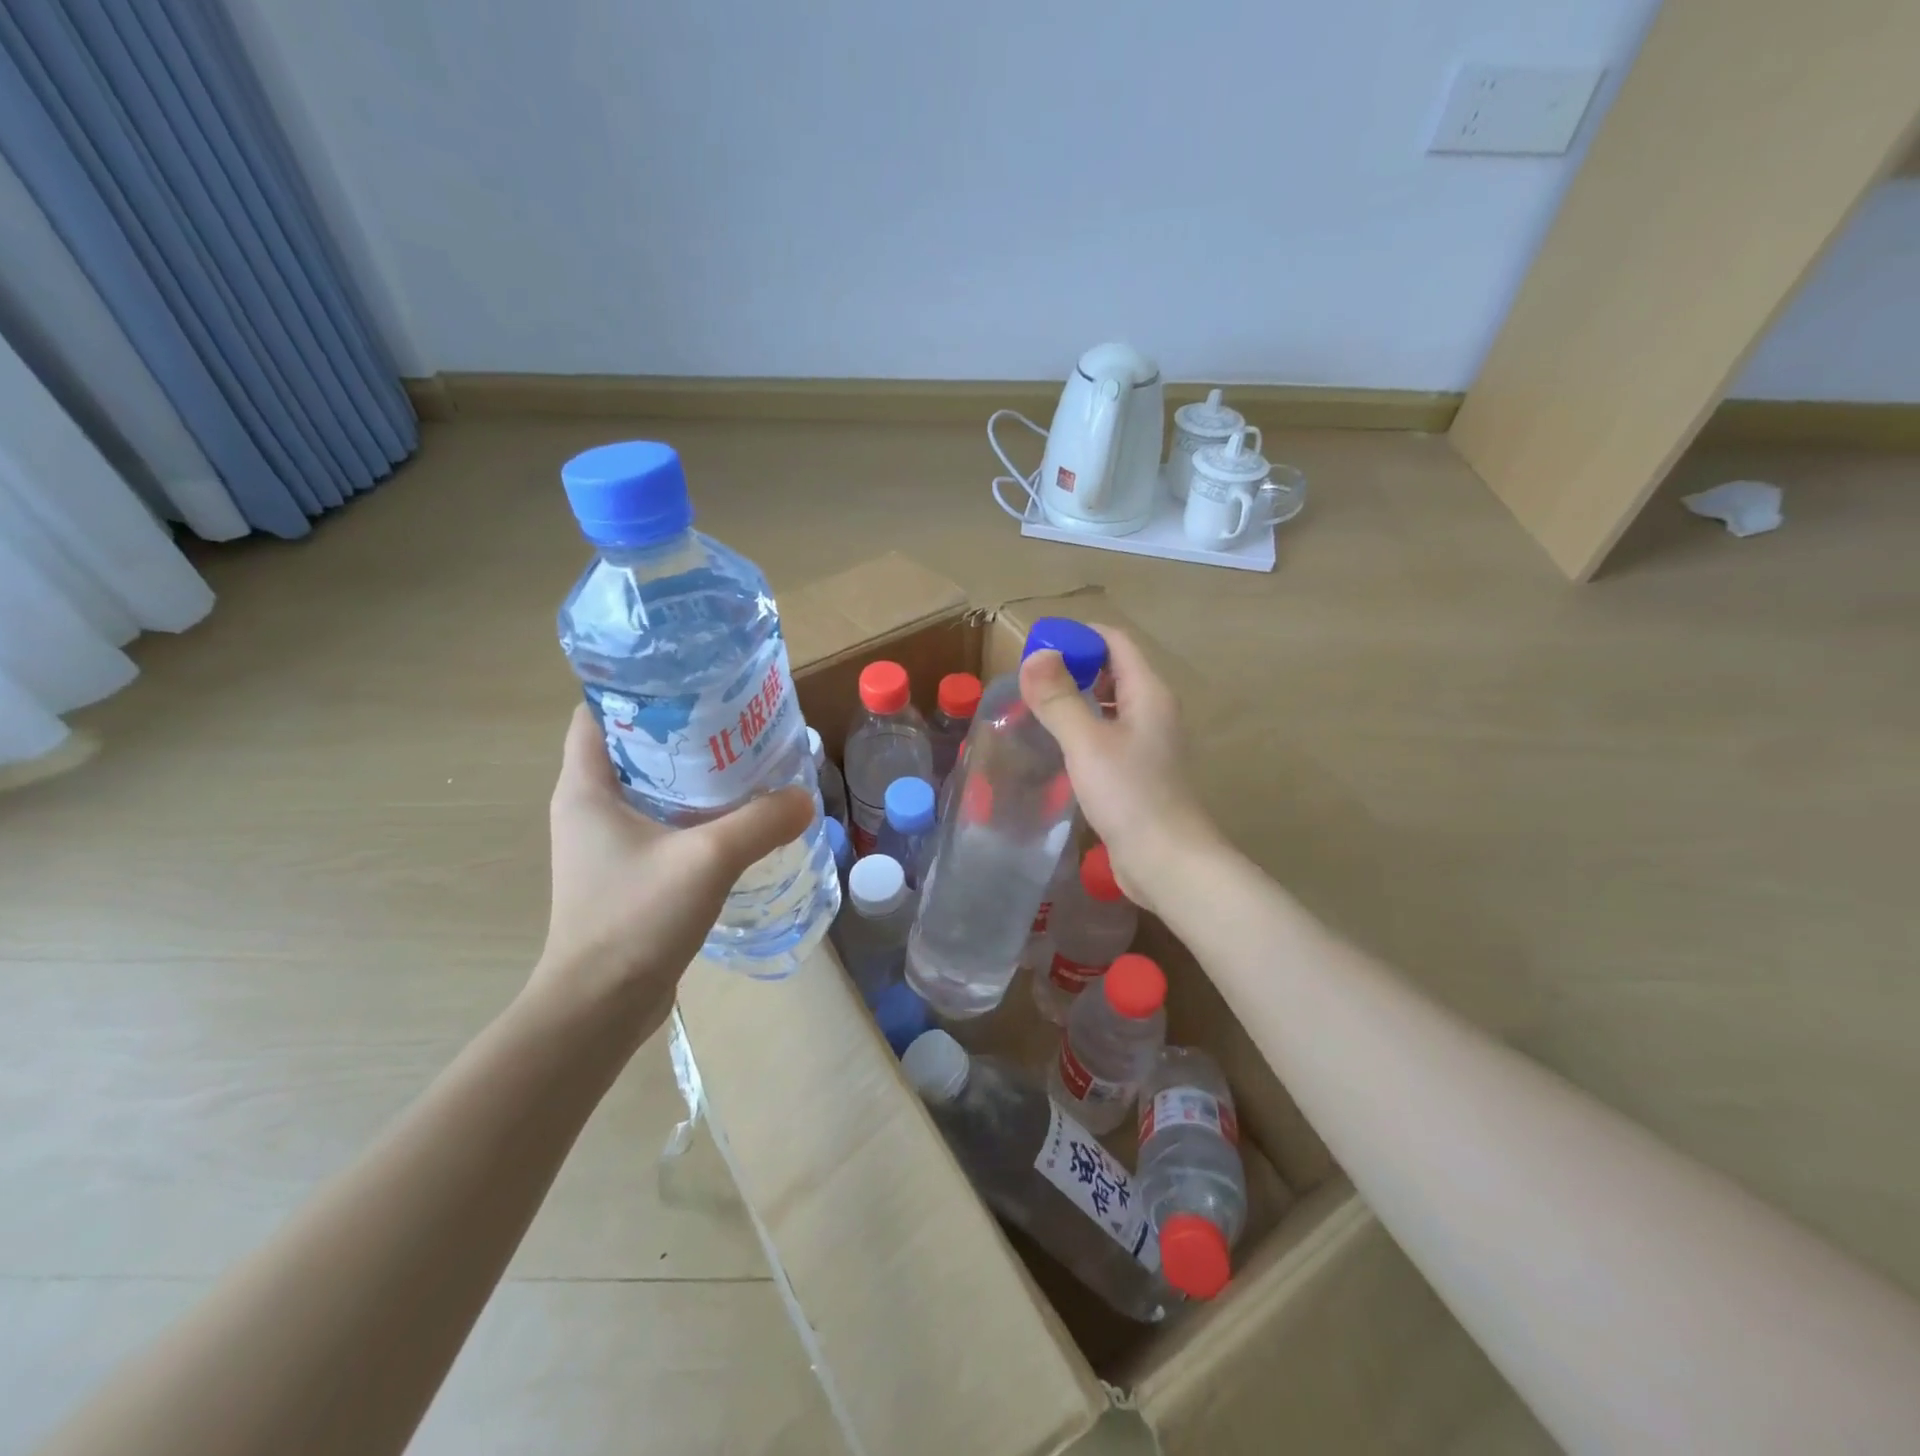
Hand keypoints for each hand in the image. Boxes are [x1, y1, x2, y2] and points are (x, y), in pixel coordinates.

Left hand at [528, 705, 813, 1043]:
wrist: (600, 1008)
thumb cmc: (635, 918)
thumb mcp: (707, 859)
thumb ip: (760, 822)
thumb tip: (805, 797)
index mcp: (585, 789)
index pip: (599, 714)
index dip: (640, 691)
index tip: (693, 684)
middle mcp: (588, 810)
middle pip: (633, 749)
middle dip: (683, 732)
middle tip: (736, 721)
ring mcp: (606, 846)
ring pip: (652, 791)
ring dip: (694, 777)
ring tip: (746, 764)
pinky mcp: (626, 875)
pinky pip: (663, 827)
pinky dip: (695, 816)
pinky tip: (737, 820)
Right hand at [1019, 625, 1223, 913]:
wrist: (1167, 861)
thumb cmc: (1130, 795)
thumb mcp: (1087, 742)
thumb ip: (1059, 698)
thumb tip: (1036, 655)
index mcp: (1149, 693)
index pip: (1116, 642)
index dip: (1079, 636)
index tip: (1039, 645)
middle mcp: (1153, 711)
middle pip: (1114, 670)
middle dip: (1075, 666)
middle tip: (1031, 678)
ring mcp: (1148, 742)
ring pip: (1111, 704)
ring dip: (1078, 697)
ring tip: (1038, 705)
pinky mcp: (1139, 771)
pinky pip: (1108, 733)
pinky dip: (1084, 727)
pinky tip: (1059, 743)